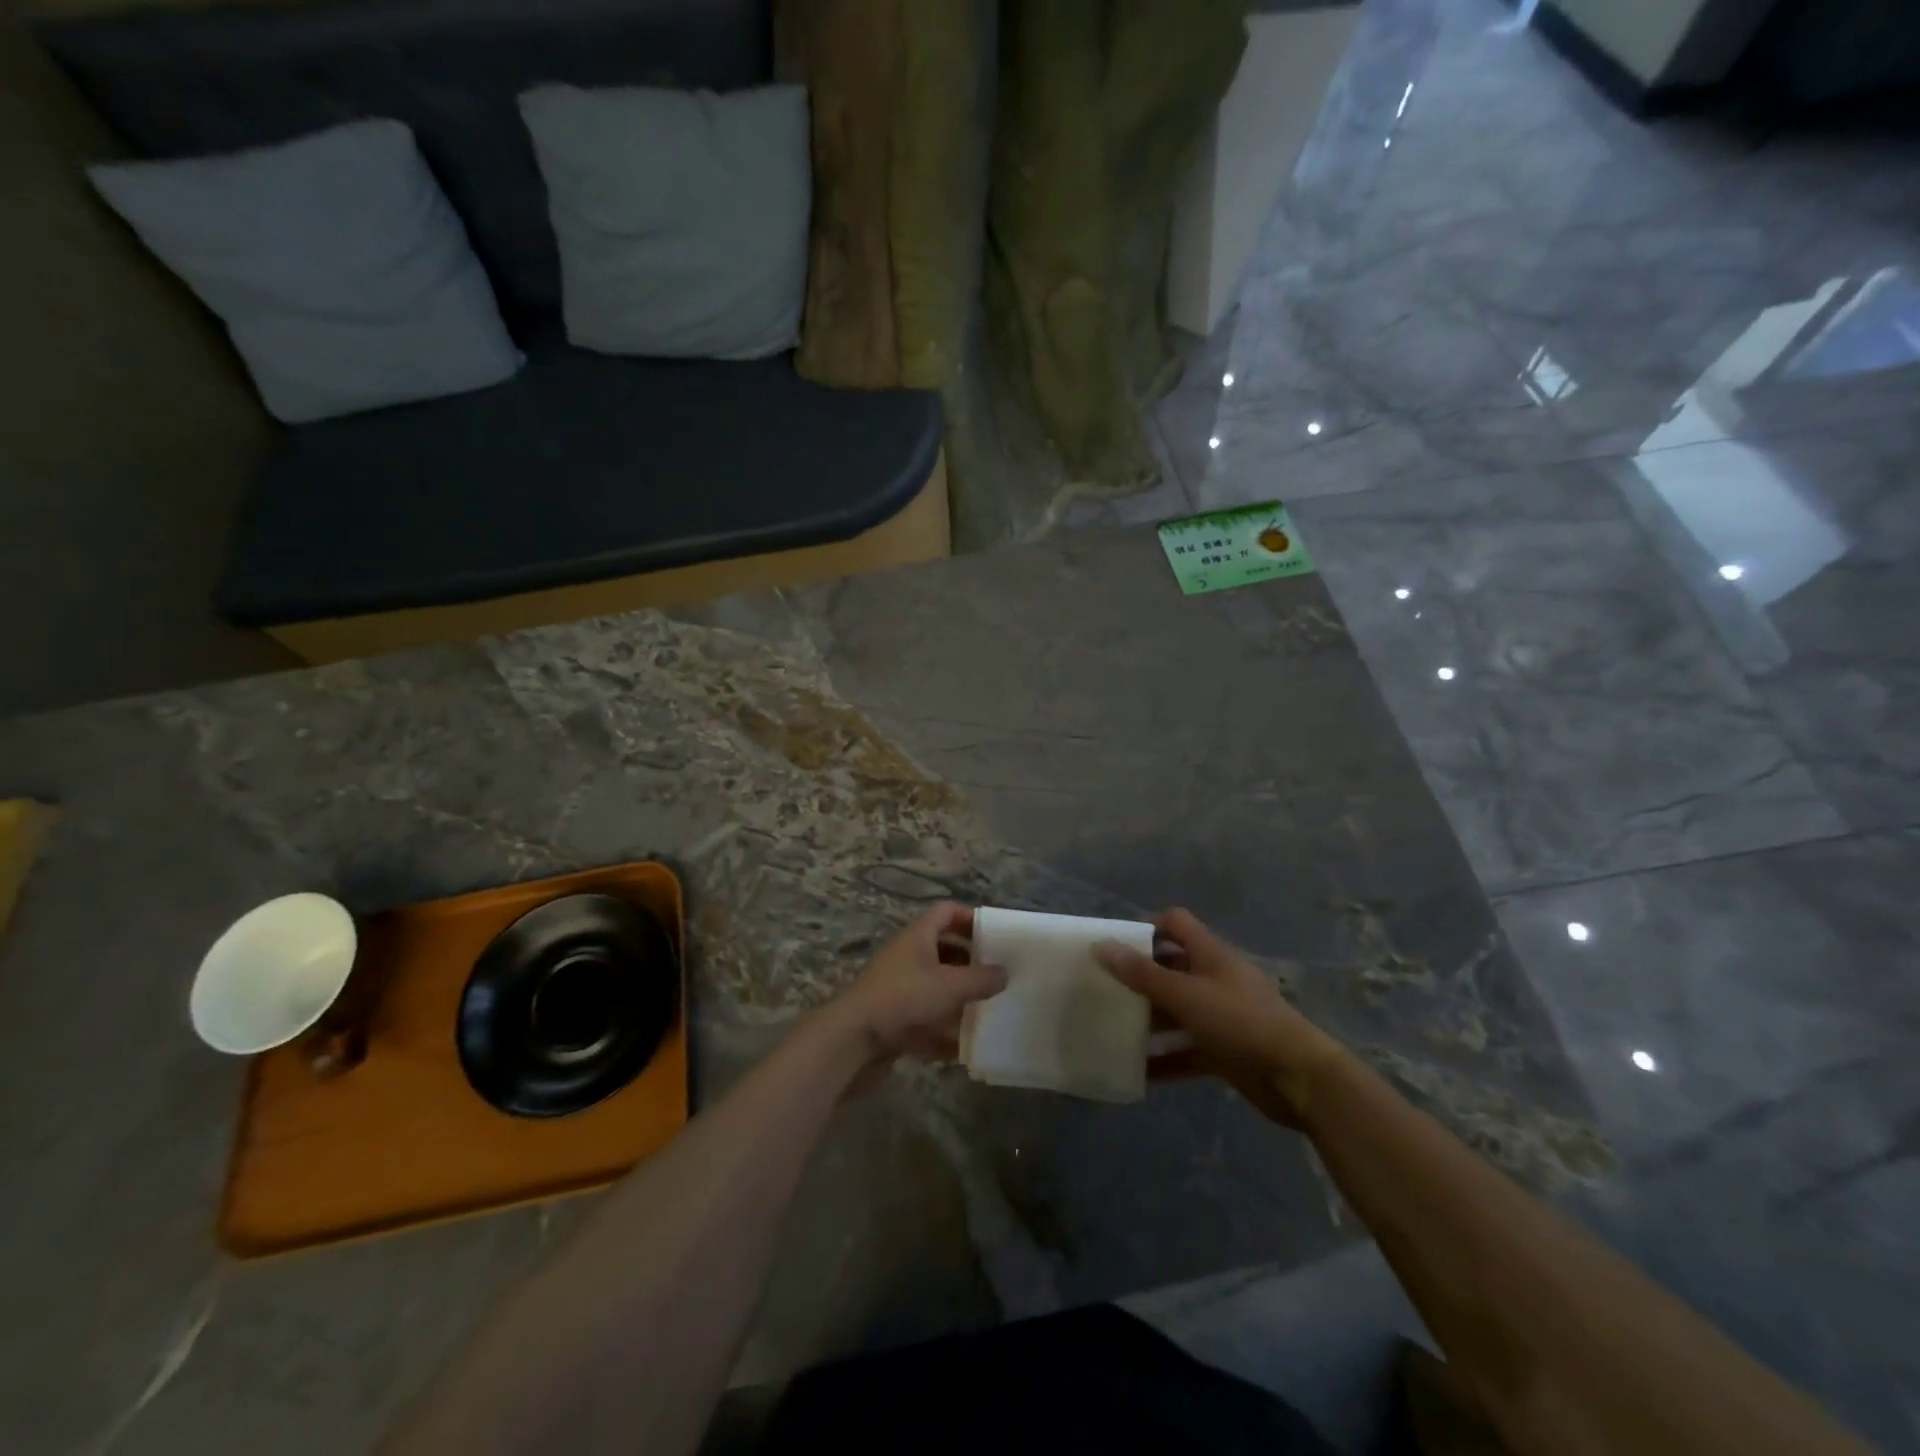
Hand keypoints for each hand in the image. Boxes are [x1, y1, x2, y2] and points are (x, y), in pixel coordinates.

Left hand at [815, 903, 1006, 1092]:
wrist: (852, 1041)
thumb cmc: (903, 999)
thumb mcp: (950, 986)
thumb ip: (981, 979)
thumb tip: (1004, 973)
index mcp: (917, 937)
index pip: (945, 912)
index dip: (970, 918)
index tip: (996, 934)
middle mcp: (907, 958)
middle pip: (943, 951)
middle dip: (970, 963)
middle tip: (998, 975)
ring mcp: (898, 990)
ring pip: (935, 988)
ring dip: (959, 998)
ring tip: (989, 1009)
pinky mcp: (893, 1021)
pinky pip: (925, 1021)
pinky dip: (944, 1031)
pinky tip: (966, 1047)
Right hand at [1096, 908, 1344, 1128]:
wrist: (1299, 1078)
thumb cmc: (1240, 1022)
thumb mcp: (1185, 995)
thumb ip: (1142, 974)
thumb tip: (1101, 946)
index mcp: (1210, 955)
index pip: (1176, 924)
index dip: (1147, 929)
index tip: (1117, 947)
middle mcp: (1216, 979)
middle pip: (1172, 969)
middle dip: (1141, 979)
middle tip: (1106, 991)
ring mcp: (1223, 1016)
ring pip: (1178, 1011)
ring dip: (1150, 1021)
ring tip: (1114, 1030)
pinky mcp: (1227, 1051)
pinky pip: (1188, 1050)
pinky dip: (1167, 1058)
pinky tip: (1139, 1073)